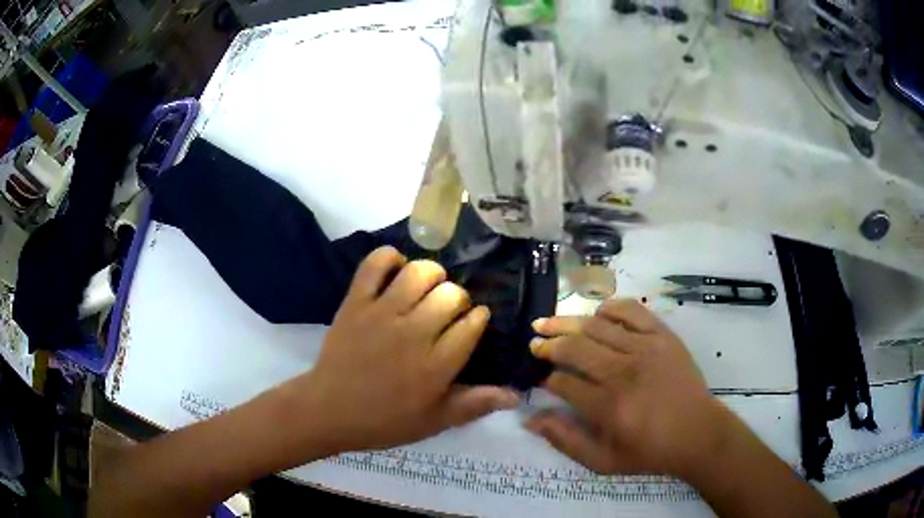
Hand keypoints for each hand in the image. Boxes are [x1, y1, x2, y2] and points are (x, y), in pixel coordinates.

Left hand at [279, 246, 518, 456]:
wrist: (329, 410)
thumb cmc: (385, 420)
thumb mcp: (434, 421)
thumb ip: (475, 405)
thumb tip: (515, 394)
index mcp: (436, 365)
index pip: (472, 324)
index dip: (478, 318)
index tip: (474, 320)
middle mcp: (414, 333)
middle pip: (451, 294)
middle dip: (458, 298)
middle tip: (448, 310)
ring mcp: (382, 314)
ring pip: (420, 272)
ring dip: (432, 274)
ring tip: (427, 288)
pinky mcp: (356, 302)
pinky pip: (375, 264)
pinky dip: (389, 258)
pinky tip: (396, 269)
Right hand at [526, 300, 730, 477]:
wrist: (698, 433)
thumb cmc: (649, 451)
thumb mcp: (603, 461)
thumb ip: (565, 440)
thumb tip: (529, 419)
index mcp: (608, 407)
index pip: (562, 383)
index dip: (546, 380)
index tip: (540, 380)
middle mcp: (623, 372)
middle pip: (574, 348)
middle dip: (548, 344)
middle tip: (534, 343)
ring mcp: (645, 349)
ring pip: (596, 326)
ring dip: (567, 323)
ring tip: (547, 322)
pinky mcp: (663, 336)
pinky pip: (631, 311)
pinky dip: (609, 307)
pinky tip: (596, 312)